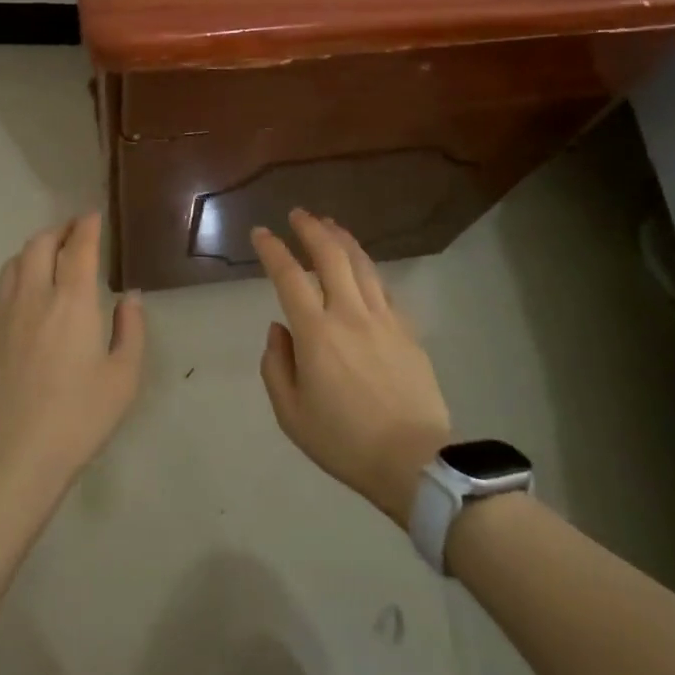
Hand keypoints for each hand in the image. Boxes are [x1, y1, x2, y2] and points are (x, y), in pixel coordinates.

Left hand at [0, 212, 144, 509]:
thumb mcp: (123, 377)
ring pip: (13, 262)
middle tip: (73, 231)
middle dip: (58, 230)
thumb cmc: (79, 417)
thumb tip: (129, 298)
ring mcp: (3, 314)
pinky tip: (26, 296)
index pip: (78, 247)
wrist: (15, 456)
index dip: (86, 226)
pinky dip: (17, 278)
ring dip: (33, 249)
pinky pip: (0, 291)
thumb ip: (131, 330)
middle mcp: (34, 296)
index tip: (93, 216)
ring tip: (47, 255)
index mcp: (72, 302)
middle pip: (39, 244)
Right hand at [252, 210, 451, 527]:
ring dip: (342, 239)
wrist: (414, 461)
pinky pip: (383, 288)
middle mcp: (349, 314)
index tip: (261, 233)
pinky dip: (367, 268)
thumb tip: (279, 328)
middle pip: (330, 257)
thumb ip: (276, 365)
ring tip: (329, 223)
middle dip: (311, 229)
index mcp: (316, 333)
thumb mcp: (291, 414)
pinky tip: (362, 266)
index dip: (273, 250)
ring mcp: (383, 319)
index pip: (289, 277)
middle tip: (298, 214)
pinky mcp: (407, 330)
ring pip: (362, 264)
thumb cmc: (344, 441)